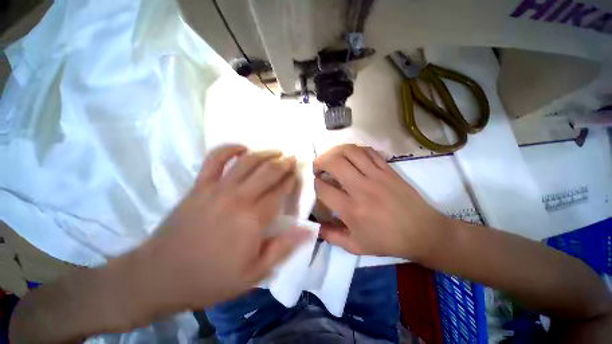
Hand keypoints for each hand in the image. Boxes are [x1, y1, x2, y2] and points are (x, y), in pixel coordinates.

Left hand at [130, 145, 310, 313]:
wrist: (159, 276)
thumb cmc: (210, 278)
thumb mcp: (254, 274)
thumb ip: (283, 248)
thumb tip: (307, 231)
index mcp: (253, 219)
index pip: (280, 191)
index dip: (291, 181)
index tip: (298, 175)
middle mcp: (239, 198)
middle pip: (268, 172)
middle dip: (284, 163)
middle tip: (293, 159)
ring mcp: (217, 189)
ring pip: (247, 161)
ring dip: (265, 153)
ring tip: (277, 151)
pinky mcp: (199, 186)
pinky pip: (215, 159)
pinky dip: (229, 148)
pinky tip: (242, 147)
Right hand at [314, 144, 447, 259]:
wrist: (423, 232)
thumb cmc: (387, 241)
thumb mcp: (356, 246)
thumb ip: (331, 236)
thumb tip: (314, 226)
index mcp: (351, 209)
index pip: (323, 188)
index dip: (313, 184)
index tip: (314, 184)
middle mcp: (361, 188)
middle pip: (334, 163)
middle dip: (320, 161)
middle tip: (317, 167)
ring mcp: (376, 176)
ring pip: (350, 152)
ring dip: (334, 151)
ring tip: (330, 158)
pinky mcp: (388, 169)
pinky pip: (368, 151)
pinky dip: (355, 150)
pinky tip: (350, 156)